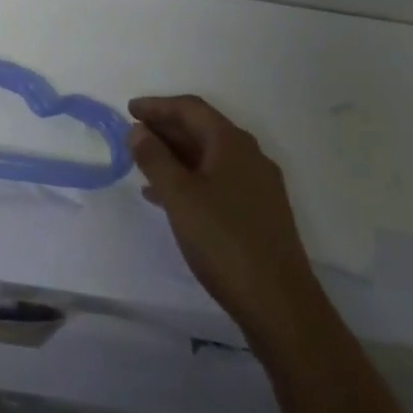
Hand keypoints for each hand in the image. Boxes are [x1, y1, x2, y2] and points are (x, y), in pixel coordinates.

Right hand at [129, 95, 324, 344]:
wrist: (281, 307)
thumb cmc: (224, 240)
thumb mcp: (179, 196)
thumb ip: (154, 158)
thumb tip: (138, 130)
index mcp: (232, 143)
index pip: (190, 108)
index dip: (158, 106)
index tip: (130, 110)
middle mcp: (249, 156)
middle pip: (202, 130)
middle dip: (166, 129)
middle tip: (134, 135)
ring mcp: (259, 186)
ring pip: (210, 157)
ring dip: (176, 156)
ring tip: (144, 166)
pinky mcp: (261, 214)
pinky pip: (219, 181)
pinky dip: (191, 180)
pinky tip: (169, 199)